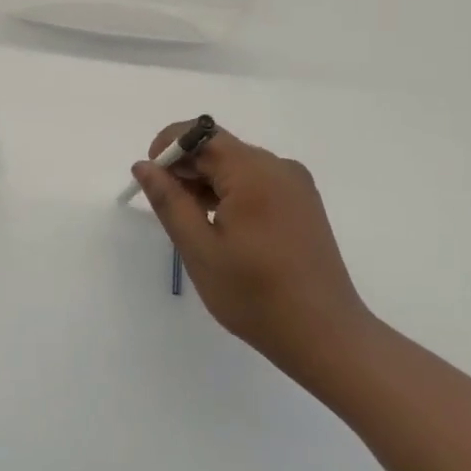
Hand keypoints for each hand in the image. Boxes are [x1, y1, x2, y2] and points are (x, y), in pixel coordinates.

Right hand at [132, 124, 372, 381]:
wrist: (327, 336)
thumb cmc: (256, 295)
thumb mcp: (200, 250)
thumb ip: (169, 201)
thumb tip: (144, 166)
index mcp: (253, 172)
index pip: (200, 134)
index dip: (169, 148)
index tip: (151, 180)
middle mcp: (278, 167)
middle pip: (219, 148)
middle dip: (187, 169)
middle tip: (169, 210)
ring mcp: (295, 184)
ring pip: (237, 165)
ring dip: (208, 183)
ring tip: (195, 225)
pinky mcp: (303, 202)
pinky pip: (257, 181)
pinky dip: (232, 193)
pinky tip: (223, 228)